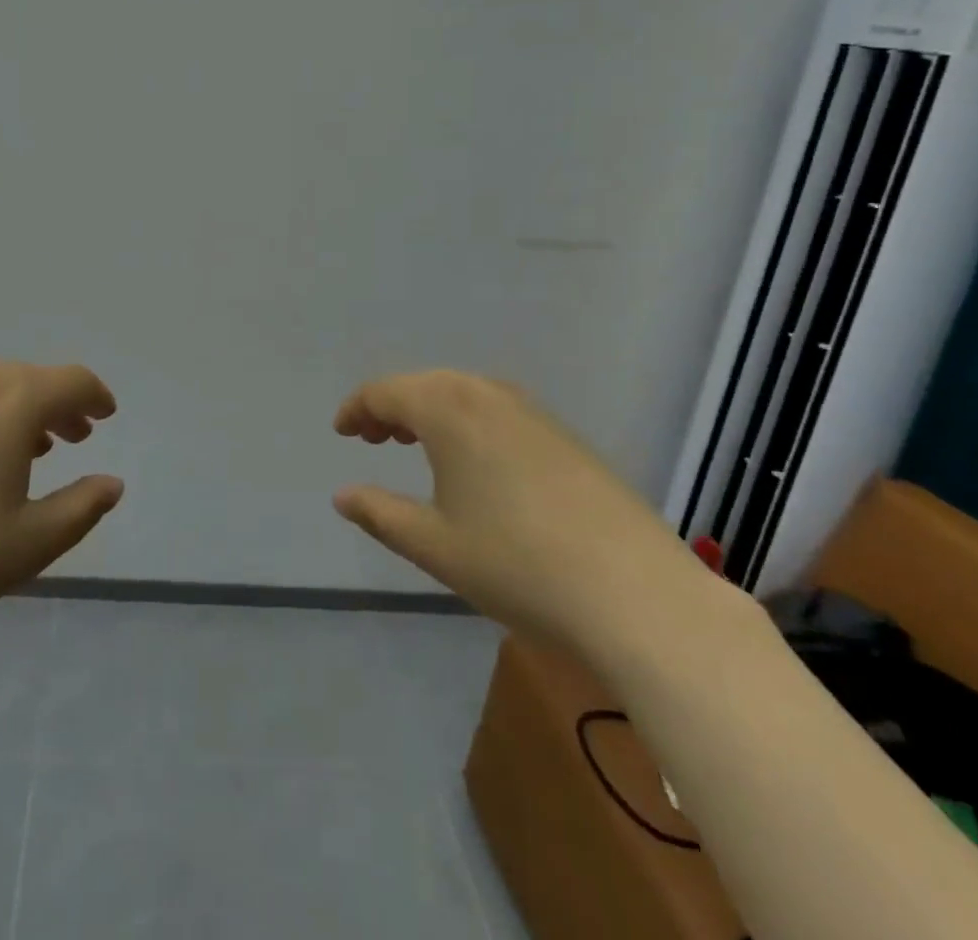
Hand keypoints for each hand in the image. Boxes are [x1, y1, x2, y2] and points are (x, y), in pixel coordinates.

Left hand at [0, 362, 122, 660]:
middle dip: (58, 404)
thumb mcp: (31, 543)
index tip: (106, 415)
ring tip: (26, 448)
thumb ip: (82, 508)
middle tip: (73, 437)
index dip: (95, 396)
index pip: (71, 381)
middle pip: (29, 378)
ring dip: (18, 409)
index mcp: (13, 401)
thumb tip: (112, 484)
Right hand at [332, 370, 705, 655]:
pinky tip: (475, 461)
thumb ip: (380, 514)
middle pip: (424, 385)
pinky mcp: (564, 435)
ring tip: (415, 444)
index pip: (385, 391)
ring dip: (431, 411)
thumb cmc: (516, 565)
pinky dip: (468, 422)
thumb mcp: (433, 545)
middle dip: (391, 407)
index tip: (341, 433)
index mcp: (448, 409)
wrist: (635, 593)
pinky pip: (497, 410)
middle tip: (372, 439)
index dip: (357, 409)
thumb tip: (342, 496)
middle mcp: (488, 394)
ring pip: (464, 394)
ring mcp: (533, 411)